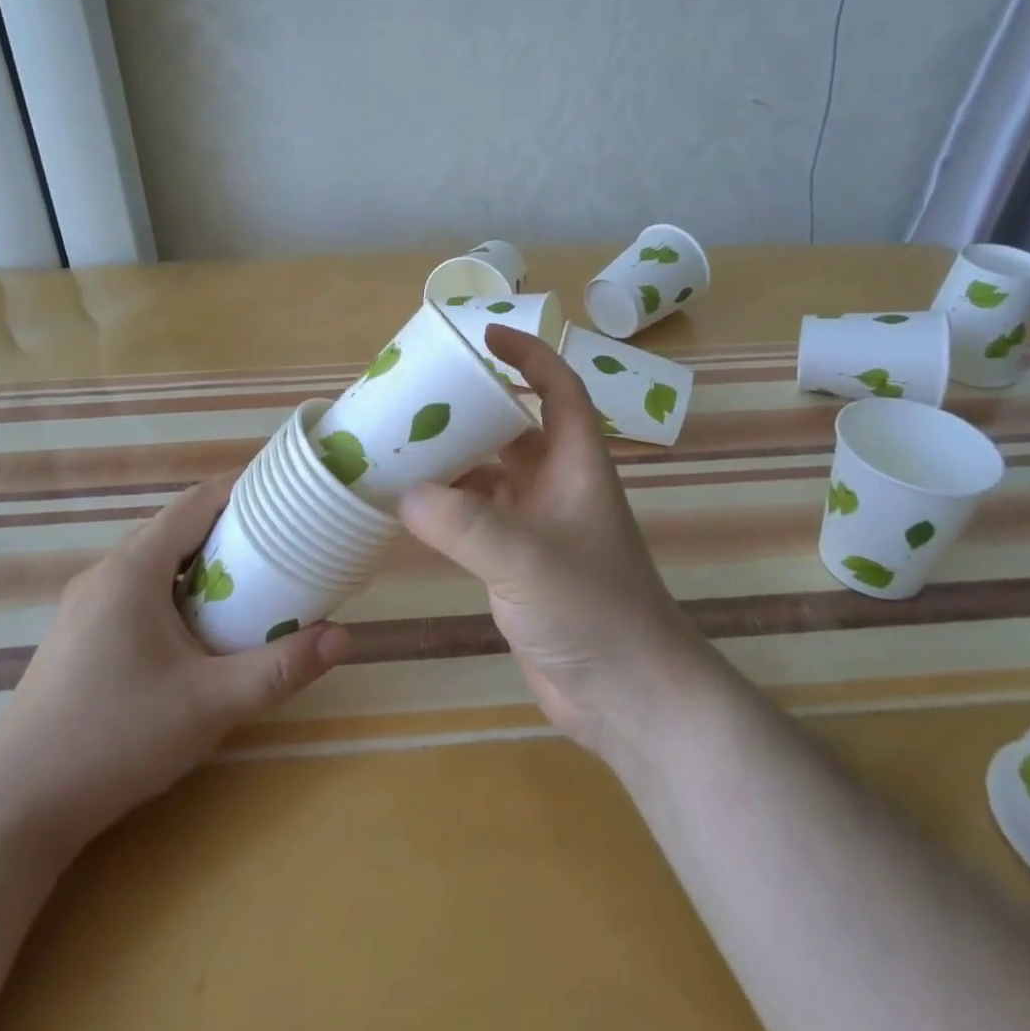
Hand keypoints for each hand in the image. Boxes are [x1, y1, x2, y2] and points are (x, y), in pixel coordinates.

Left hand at [0, 476, 349, 851]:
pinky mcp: (79, 635)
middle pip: (179, 527)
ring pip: (157, 560)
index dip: (245, 488)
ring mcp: (85, 605)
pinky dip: (178, 588)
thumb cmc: (115, 739)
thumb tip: (343, 637)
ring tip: (252, 581)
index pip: (197, 501)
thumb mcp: (210, 704)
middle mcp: (106, 573)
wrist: (13, 811)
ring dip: (204, 561)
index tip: (288, 495)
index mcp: (134, 568)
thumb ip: (279, 668)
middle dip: (233, 527)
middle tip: (284, 543)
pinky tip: (199, 628)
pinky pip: (139, 589)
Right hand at [398, 327, 712, 760]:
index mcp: (576, 464)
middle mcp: (558, 486)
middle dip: (473, 407)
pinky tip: (410, 507)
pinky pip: (477, 518)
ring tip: (401, 444)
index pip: (557, 388)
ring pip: (492, 474)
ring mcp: (538, 526)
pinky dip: (447, 508)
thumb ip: (463, 523)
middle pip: (514, 428)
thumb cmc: (593, 610)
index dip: (527, 355)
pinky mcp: (519, 563)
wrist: (628, 695)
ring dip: (454, 459)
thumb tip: (403, 492)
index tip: (484, 335)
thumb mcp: (526, 557)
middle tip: (418, 394)